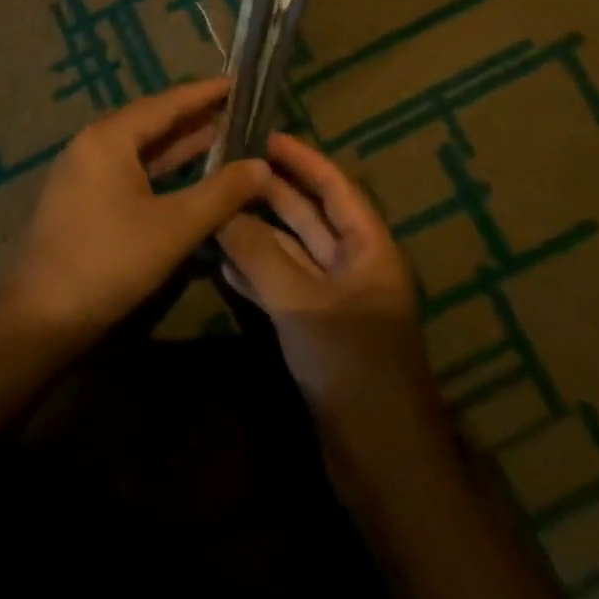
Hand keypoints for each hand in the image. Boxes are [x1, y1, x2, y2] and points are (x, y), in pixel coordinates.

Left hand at [0, 78, 272, 345]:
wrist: (41, 317)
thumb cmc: (110, 262)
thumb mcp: (175, 227)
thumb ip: (222, 192)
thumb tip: (263, 165)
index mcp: (110, 137)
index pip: (168, 103)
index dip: (206, 93)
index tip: (239, 82)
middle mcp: (93, 142)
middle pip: (152, 120)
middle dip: (195, 116)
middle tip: (238, 110)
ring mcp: (84, 169)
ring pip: (141, 146)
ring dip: (179, 143)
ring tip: (223, 135)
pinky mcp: (82, 195)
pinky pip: (129, 167)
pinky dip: (161, 166)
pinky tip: (187, 173)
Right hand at [218, 133, 441, 442]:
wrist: (382, 463)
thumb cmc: (353, 367)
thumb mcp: (302, 304)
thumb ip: (259, 254)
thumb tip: (221, 212)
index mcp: (369, 249)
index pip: (335, 187)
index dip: (302, 159)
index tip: (264, 135)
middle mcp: (354, 267)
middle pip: (310, 217)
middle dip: (272, 192)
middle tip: (228, 167)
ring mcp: (335, 301)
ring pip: (292, 253)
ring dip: (258, 233)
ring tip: (216, 207)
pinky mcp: (317, 332)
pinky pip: (283, 288)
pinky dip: (256, 273)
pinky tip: (221, 262)